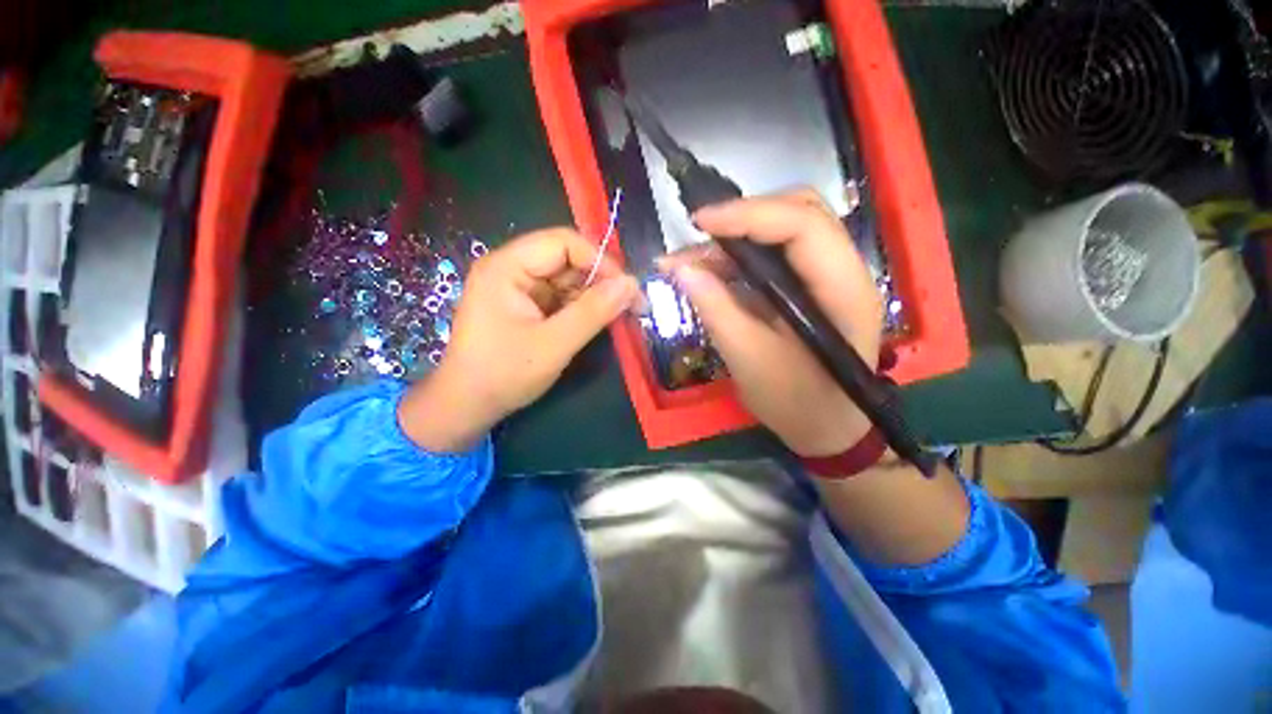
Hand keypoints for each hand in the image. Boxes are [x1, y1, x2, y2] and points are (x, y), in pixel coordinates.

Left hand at [400, 228, 639, 451]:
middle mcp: (511, 268)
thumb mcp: (553, 344)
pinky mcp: (525, 305)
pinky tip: (598, 322)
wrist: (467, 405)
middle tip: (631, 306)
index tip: (627, 289)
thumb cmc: (504, 374)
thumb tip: (632, 284)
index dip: (600, 261)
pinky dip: (582, 308)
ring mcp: (518, 287)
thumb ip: (593, 312)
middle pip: (567, 259)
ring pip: (567, 279)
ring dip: (594, 296)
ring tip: (619, 317)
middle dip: (601, 280)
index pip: (563, 243)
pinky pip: (561, 296)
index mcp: (507, 267)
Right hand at [662, 190, 882, 456]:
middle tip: (698, 236)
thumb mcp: (750, 361)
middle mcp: (843, 271)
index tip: (700, 223)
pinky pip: (773, 258)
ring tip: (690, 261)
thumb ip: (717, 311)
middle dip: (743, 217)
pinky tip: (708, 274)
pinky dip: (738, 260)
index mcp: (843, 290)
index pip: (803, 224)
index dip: (749, 214)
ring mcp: (826, 277)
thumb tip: (681, 270)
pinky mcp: (809, 288)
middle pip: (798, 213)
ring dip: (735, 240)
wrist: (826, 428)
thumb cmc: (796, 403)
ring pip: (782, 232)